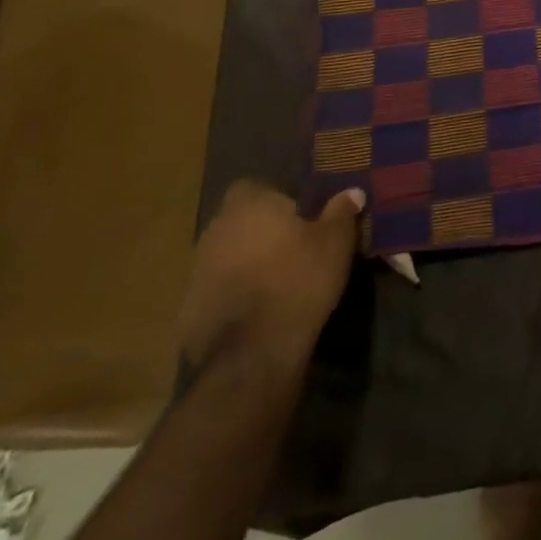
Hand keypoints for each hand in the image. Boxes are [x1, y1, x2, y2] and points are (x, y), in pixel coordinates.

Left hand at [177, 181, 362, 382]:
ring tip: (276, 280)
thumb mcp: (335, 242)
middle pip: (237, 221)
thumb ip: (341, 211)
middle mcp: (216, 230)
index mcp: (249, 206)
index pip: (253, 186)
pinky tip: (257, 310)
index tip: (297, 215)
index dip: (274, 198)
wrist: (253, 352)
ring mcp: (196, 271)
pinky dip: (233, 295)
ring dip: (244, 263)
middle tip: (291, 247)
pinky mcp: (188, 310)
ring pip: (225, 256)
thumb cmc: (298, 280)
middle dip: (259, 231)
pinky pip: (216, 290)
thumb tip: (352, 192)